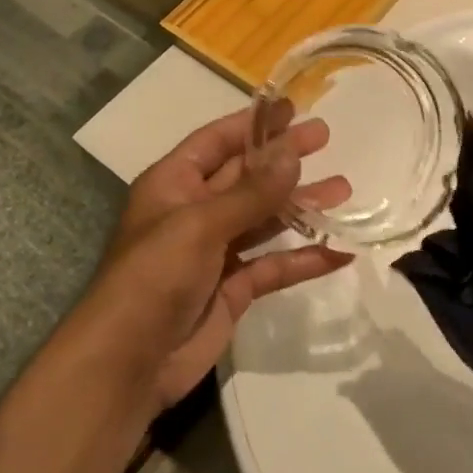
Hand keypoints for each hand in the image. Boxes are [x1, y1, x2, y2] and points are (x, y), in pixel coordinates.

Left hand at [77, 110, 352, 412]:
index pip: (217, 142)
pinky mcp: (233, 290)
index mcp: (173, 185)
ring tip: (344, 190)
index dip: (253, 124)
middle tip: (326, 139)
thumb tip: (292, 152)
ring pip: (265, 220)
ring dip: (301, 206)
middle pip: (246, 177)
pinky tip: (339, 252)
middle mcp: (194, 212)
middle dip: (284, 160)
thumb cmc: (154, 276)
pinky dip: (304, 259)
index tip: (292, 108)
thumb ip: (251, 192)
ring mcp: (214, 253)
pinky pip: (274, 266)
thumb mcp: (200, 225)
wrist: (128, 363)